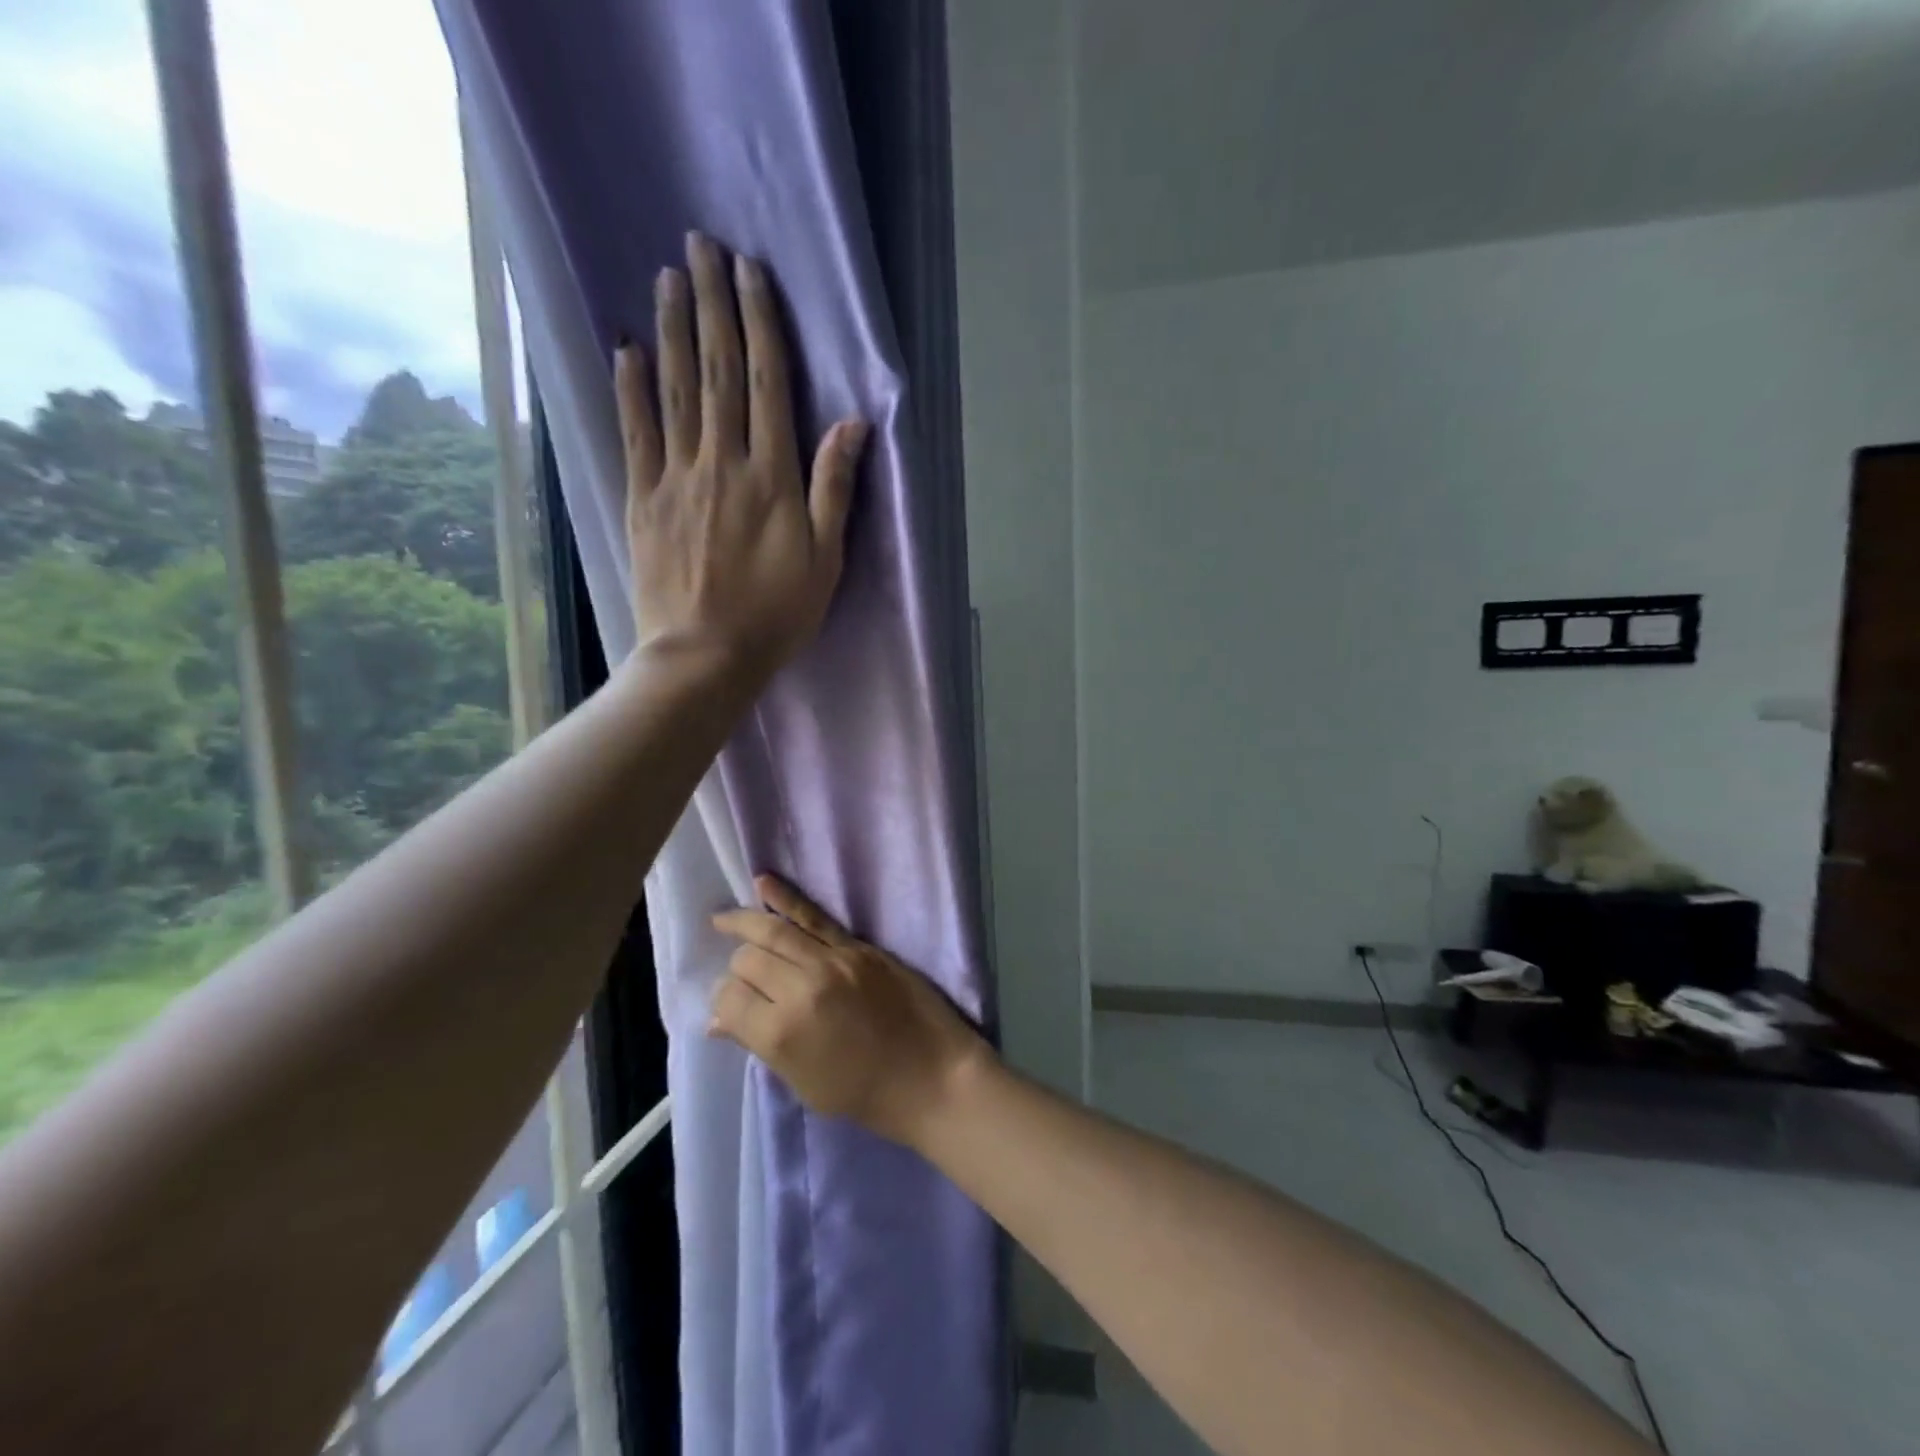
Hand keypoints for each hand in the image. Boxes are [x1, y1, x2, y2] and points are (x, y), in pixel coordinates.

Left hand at [616, 232, 869, 677]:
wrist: (704, 655)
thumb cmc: (776, 614)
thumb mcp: (825, 560)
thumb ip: (834, 490)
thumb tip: (852, 424)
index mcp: (772, 477)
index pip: (766, 384)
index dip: (759, 323)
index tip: (750, 272)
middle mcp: (722, 462)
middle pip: (717, 371)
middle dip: (712, 304)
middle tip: (701, 245)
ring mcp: (677, 478)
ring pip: (675, 390)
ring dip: (672, 329)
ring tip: (667, 277)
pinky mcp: (644, 499)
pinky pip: (636, 432)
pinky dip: (631, 387)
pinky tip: (626, 349)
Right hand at [710, 876, 992, 1147]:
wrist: (932, 1075)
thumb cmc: (865, 1095)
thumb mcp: (803, 1084)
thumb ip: (760, 1044)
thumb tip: (717, 1021)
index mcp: (781, 1033)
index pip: (730, 999)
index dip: (723, 1002)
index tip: (730, 1007)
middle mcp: (801, 988)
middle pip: (749, 960)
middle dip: (737, 968)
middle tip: (739, 976)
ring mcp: (833, 961)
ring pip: (775, 931)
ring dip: (745, 922)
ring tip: (723, 919)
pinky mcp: (858, 947)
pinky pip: (815, 916)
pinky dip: (786, 898)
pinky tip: (762, 884)